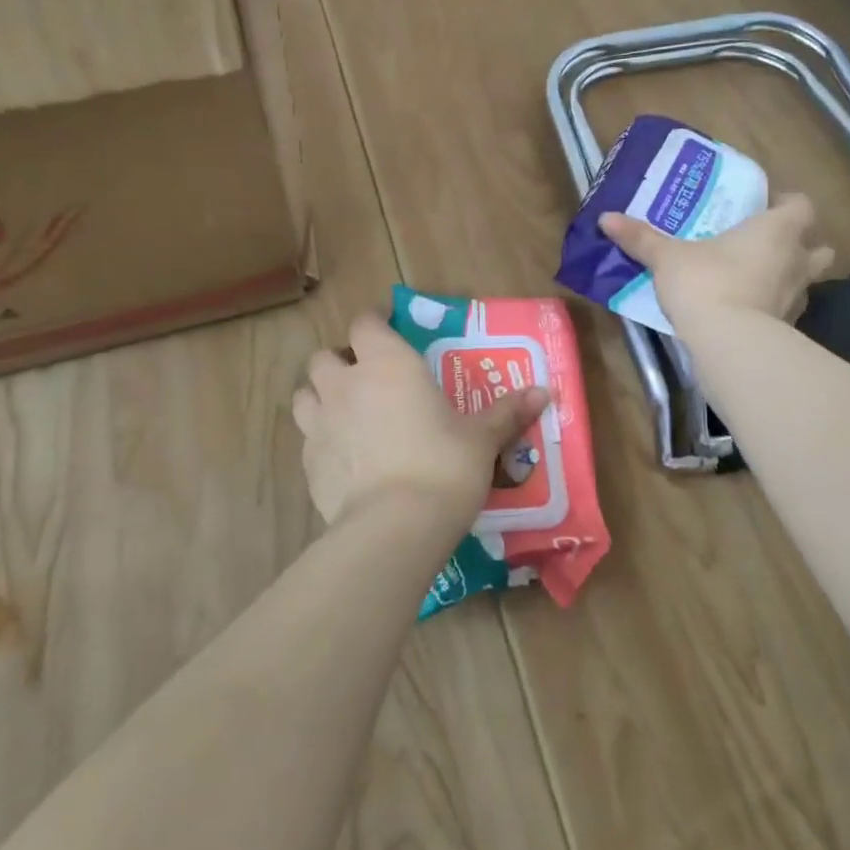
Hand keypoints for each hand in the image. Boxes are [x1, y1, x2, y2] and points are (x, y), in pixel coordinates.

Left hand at [292, 314, 550, 533]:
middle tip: (366, 380)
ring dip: (320, 397)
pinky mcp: (307, 463)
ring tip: (345, 415)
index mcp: (389, 364)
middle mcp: (347, 384)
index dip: (373, 324)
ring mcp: (320, 423)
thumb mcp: (482, 438)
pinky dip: (321, 440)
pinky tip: (344, 459)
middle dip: (340, 363)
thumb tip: (545, 392)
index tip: (386, 332)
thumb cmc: (445, 466)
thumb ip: (507, 412)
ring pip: (305, 394)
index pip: (365, 323)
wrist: (396, 526)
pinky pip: (307, 438)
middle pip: (324, 357)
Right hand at [600, 192, 835, 327]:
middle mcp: (796, 261)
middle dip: (802, 245)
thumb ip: (641, 237)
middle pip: (819, 247)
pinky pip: (788, 310)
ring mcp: (797, 298)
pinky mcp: (789, 329)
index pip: (802, 205)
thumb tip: (605, 217)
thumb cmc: (705, 283)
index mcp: (776, 230)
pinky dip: (774, 308)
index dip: (787, 203)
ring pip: (807, 281)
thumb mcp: (667, 257)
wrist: (728, 343)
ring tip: (759, 279)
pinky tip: (749, 311)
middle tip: (769, 245)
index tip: (765, 207)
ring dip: (790, 278)